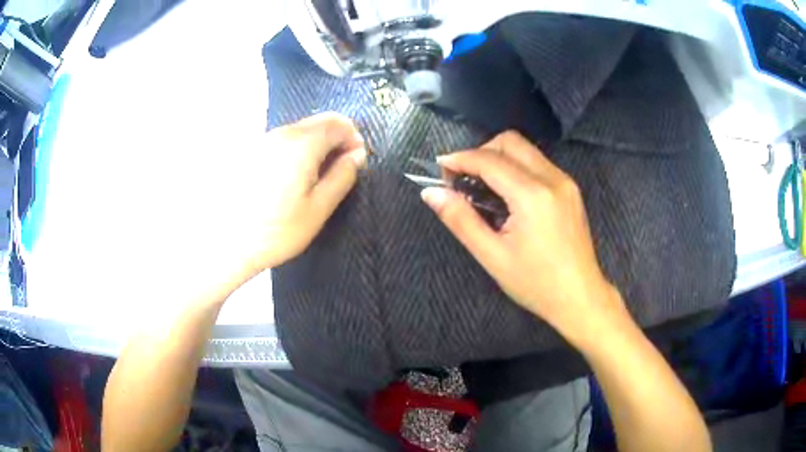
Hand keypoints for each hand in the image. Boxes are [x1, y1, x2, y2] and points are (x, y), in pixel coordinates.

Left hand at [236, 112, 366, 275]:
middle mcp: (281, 133)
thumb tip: (357, 155)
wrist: (225, 243)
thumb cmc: (276, 231)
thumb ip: (342, 176)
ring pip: (299, 131)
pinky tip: (289, 180)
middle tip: (337, 171)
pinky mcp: (250, 152)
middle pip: (318, 122)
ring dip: (315, 146)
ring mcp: (262, 140)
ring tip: (313, 180)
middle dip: (335, 140)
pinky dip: (296, 151)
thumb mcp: (318, 208)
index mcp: (302, 144)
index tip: (355, 162)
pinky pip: (282, 141)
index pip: (338, 122)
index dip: (353, 138)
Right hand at [421, 131, 625, 345]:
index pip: (490, 160)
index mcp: (533, 195)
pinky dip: (516, 169)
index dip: (460, 159)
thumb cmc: (536, 283)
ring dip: (499, 159)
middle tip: (464, 179)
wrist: (580, 297)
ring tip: (483, 188)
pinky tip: (508, 196)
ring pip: (526, 150)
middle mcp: (553, 178)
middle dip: (481, 152)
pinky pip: (538, 164)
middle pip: (510, 142)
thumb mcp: (492, 256)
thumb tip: (431, 193)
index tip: (440, 169)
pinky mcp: (570, 189)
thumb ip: (460, 220)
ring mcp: (565, 182)